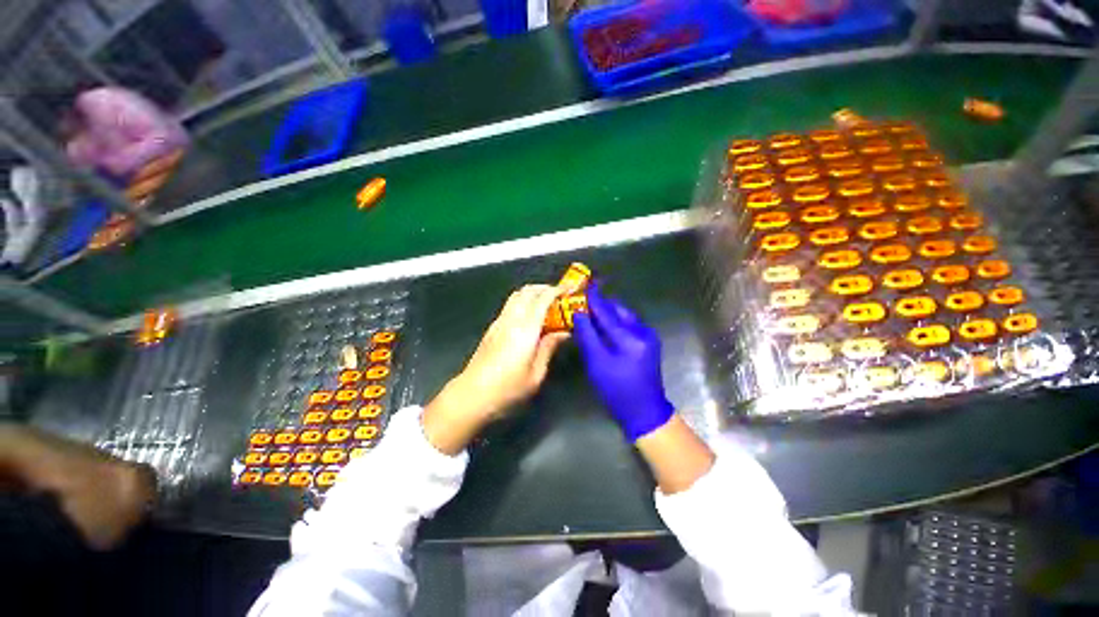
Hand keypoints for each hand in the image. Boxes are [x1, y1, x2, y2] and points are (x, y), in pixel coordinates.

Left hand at [423, 285, 569, 453]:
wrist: (471, 395)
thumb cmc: (508, 388)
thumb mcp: (536, 374)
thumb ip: (549, 348)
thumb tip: (563, 333)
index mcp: (525, 330)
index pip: (542, 299)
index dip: (557, 290)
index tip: (570, 288)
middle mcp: (511, 320)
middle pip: (527, 291)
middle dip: (545, 288)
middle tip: (560, 295)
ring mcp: (499, 322)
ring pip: (516, 296)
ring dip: (532, 293)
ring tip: (546, 304)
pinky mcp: (492, 328)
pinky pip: (510, 306)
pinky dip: (523, 302)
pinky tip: (530, 317)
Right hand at [572, 285, 673, 440]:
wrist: (644, 411)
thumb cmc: (617, 390)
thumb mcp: (597, 364)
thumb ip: (588, 336)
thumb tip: (579, 314)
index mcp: (630, 338)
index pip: (607, 312)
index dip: (593, 299)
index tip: (583, 286)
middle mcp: (643, 331)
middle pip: (618, 310)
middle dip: (601, 305)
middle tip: (584, 301)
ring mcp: (649, 336)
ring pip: (625, 316)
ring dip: (608, 313)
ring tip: (592, 313)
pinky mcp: (649, 341)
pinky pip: (629, 325)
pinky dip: (616, 322)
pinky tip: (605, 326)